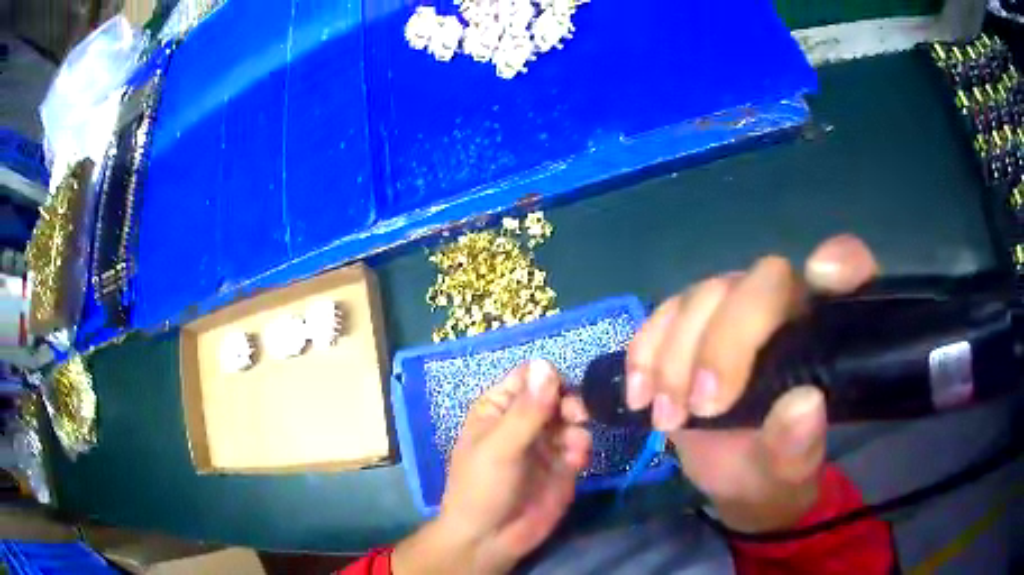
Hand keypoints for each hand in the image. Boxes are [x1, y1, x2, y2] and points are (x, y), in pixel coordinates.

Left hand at [393, 360, 592, 574]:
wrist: (491, 539)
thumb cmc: (482, 488)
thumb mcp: (500, 448)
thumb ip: (527, 411)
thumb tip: (546, 365)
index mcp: (497, 408)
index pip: (527, 376)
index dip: (547, 377)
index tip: (561, 390)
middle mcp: (523, 421)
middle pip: (555, 393)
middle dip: (569, 401)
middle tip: (576, 414)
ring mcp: (545, 443)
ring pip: (571, 417)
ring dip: (578, 425)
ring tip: (573, 445)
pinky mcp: (563, 465)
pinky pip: (580, 443)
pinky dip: (582, 447)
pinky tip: (576, 461)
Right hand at [625, 234, 878, 532]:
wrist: (733, 476)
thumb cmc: (774, 469)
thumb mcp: (789, 471)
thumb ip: (799, 446)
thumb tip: (803, 405)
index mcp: (827, 333)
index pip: (851, 269)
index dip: (843, 261)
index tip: (824, 278)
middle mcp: (786, 306)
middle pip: (760, 282)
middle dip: (726, 341)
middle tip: (704, 406)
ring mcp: (734, 311)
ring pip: (704, 296)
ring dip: (676, 355)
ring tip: (668, 417)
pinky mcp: (690, 326)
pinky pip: (663, 315)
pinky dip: (645, 351)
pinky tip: (641, 396)